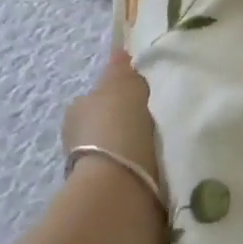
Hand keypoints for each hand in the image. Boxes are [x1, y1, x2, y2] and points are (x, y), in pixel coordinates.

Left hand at [60, 50, 159, 181]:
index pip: (101, 94)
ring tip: (165, 146)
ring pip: (119, 148)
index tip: (147, 95)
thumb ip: (122, 69)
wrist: (118, 186)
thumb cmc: (118, 127)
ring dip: (136, 147)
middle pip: (109, 122)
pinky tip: (162, 166)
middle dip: (129, 122)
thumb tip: (119, 51)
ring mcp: (89, 167)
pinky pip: (130, 171)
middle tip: (160, 120)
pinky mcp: (107, 192)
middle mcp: (77, 136)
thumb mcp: (124, 86)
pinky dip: (143, 168)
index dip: (123, 93)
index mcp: (78, 108)